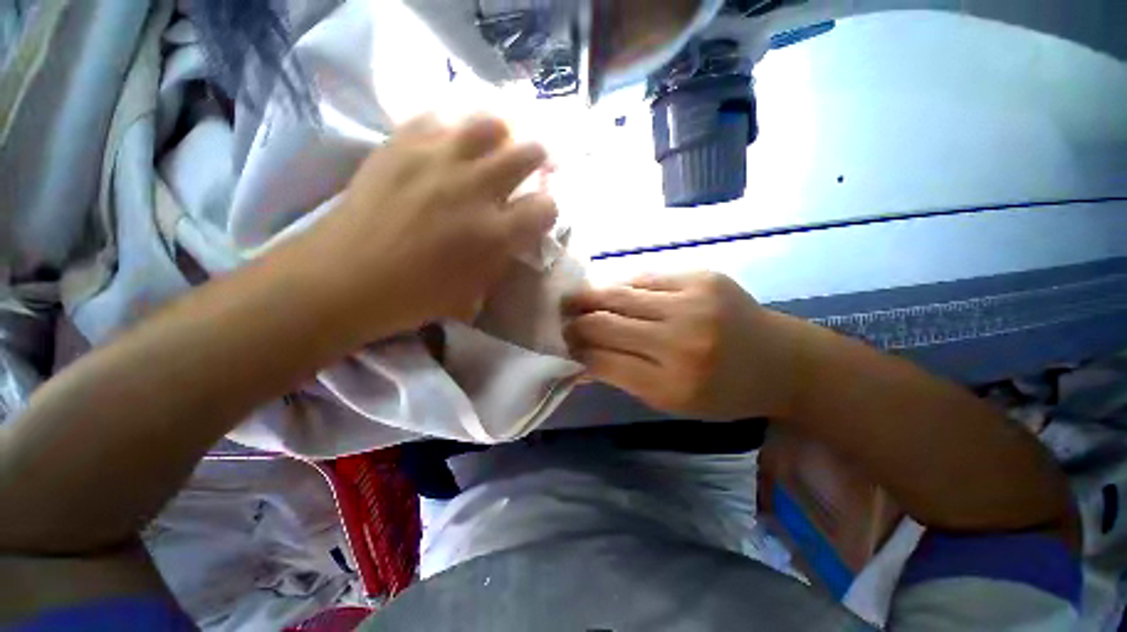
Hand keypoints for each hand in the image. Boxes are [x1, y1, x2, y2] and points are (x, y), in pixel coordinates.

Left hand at [300, 114, 556, 338]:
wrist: (344, 278)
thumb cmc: (415, 297)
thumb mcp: (475, 292)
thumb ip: (502, 259)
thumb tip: (514, 237)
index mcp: (494, 234)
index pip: (546, 207)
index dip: (547, 210)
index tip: (538, 215)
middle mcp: (475, 189)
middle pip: (527, 154)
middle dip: (537, 161)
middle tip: (530, 167)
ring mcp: (437, 160)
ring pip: (490, 124)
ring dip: (501, 136)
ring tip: (494, 147)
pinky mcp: (401, 144)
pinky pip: (439, 119)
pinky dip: (452, 131)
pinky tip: (447, 147)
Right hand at [564, 272, 807, 419]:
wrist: (781, 360)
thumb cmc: (723, 392)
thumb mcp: (672, 402)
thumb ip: (623, 378)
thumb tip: (580, 361)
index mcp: (672, 384)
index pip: (602, 361)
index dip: (576, 350)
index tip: (560, 344)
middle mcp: (680, 341)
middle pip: (606, 324)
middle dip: (575, 321)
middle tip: (559, 318)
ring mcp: (693, 303)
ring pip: (620, 295)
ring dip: (591, 298)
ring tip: (573, 299)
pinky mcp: (702, 277)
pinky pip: (645, 278)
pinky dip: (624, 287)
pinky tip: (614, 292)